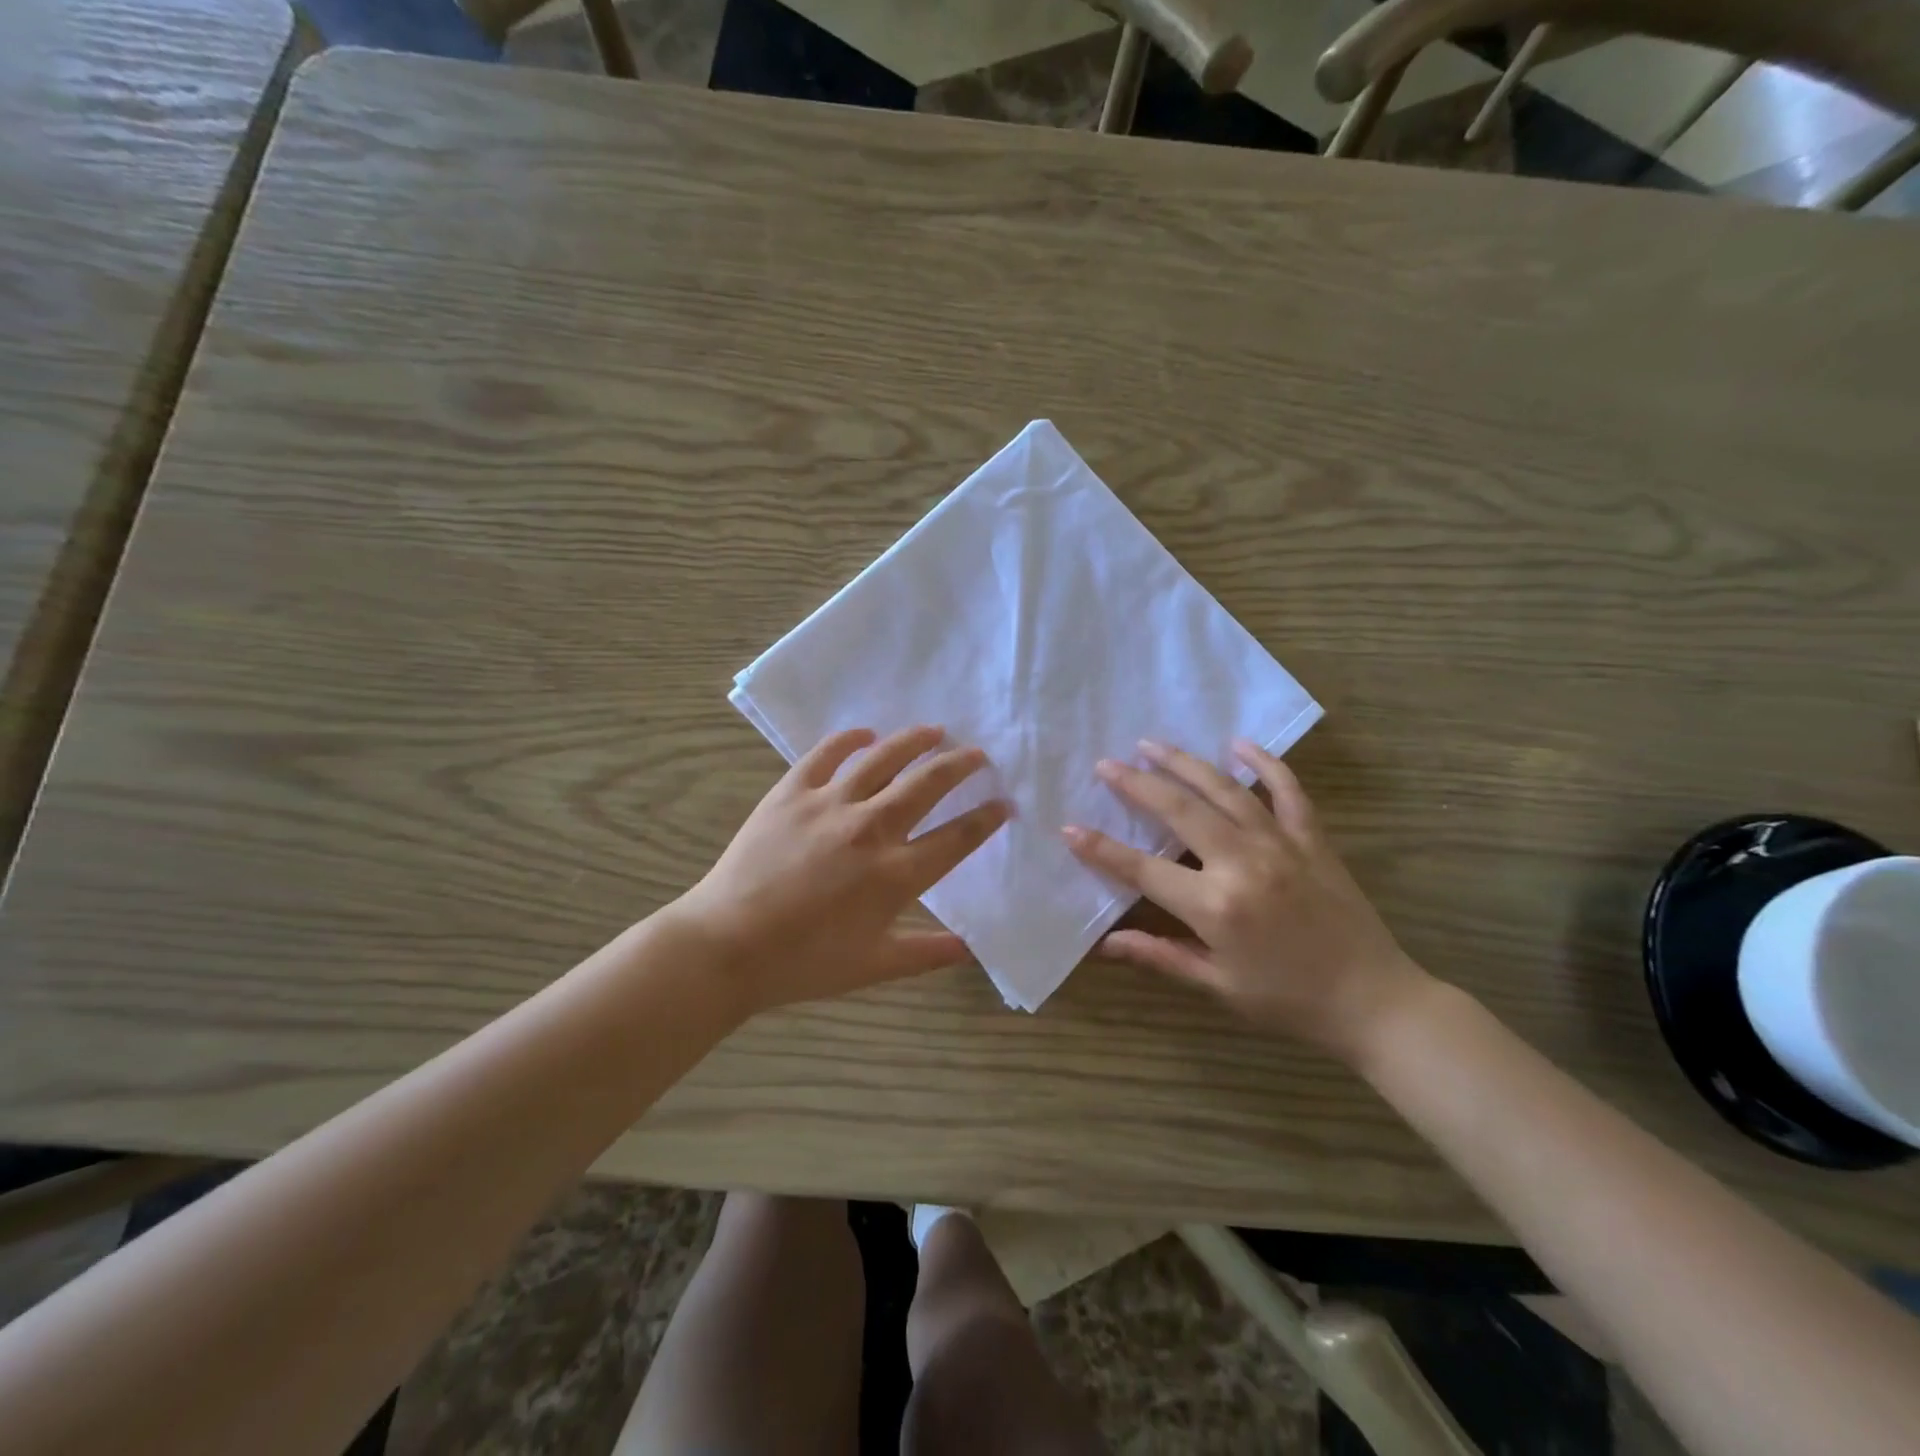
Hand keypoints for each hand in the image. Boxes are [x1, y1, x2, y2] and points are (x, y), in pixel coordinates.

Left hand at [675, 725, 1008, 1017]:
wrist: (727, 946)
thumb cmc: (804, 963)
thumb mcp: (874, 967)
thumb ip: (928, 954)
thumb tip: (972, 949)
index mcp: (896, 875)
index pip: (957, 837)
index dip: (986, 818)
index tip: (1004, 803)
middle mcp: (871, 829)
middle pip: (928, 785)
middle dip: (960, 766)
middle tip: (978, 754)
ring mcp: (829, 804)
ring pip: (883, 758)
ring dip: (914, 741)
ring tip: (935, 730)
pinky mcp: (791, 792)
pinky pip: (826, 754)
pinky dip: (849, 739)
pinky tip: (865, 733)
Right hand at [1062, 739, 1427, 1060]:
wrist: (1374, 1000)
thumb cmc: (1288, 1000)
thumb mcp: (1218, 985)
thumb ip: (1160, 955)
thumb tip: (1105, 944)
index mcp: (1214, 905)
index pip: (1142, 869)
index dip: (1101, 848)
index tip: (1069, 827)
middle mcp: (1243, 863)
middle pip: (1179, 810)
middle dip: (1136, 784)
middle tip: (1106, 764)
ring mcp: (1280, 844)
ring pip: (1225, 790)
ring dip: (1184, 762)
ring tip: (1152, 744)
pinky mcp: (1312, 839)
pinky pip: (1287, 790)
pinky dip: (1264, 763)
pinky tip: (1239, 744)